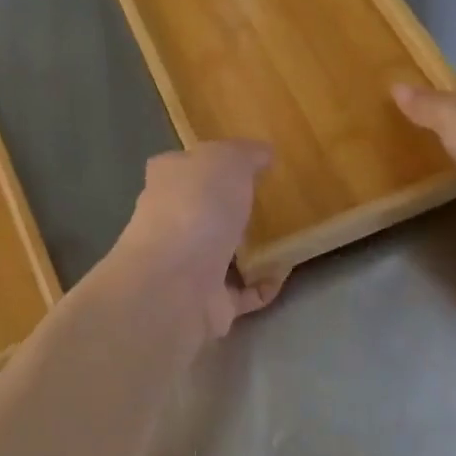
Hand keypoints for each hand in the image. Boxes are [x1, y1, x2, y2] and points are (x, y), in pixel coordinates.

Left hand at [112, 140, 285, 337]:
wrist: (176, 284)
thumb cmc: (197, 208)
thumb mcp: (227, 160)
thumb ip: (245, 154)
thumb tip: (263, 153)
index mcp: (168, 181)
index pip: (183, 166)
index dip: (209, 163)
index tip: (244, 165)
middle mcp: (170, 222)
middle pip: (202, 211)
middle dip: (230, 209)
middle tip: (271, 202)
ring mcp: (186, 266)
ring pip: (221, 253)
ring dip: (249, 250)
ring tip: (286, 237)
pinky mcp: (206, 303)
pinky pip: (241, 292)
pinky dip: (262, 285)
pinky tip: (285, 273)